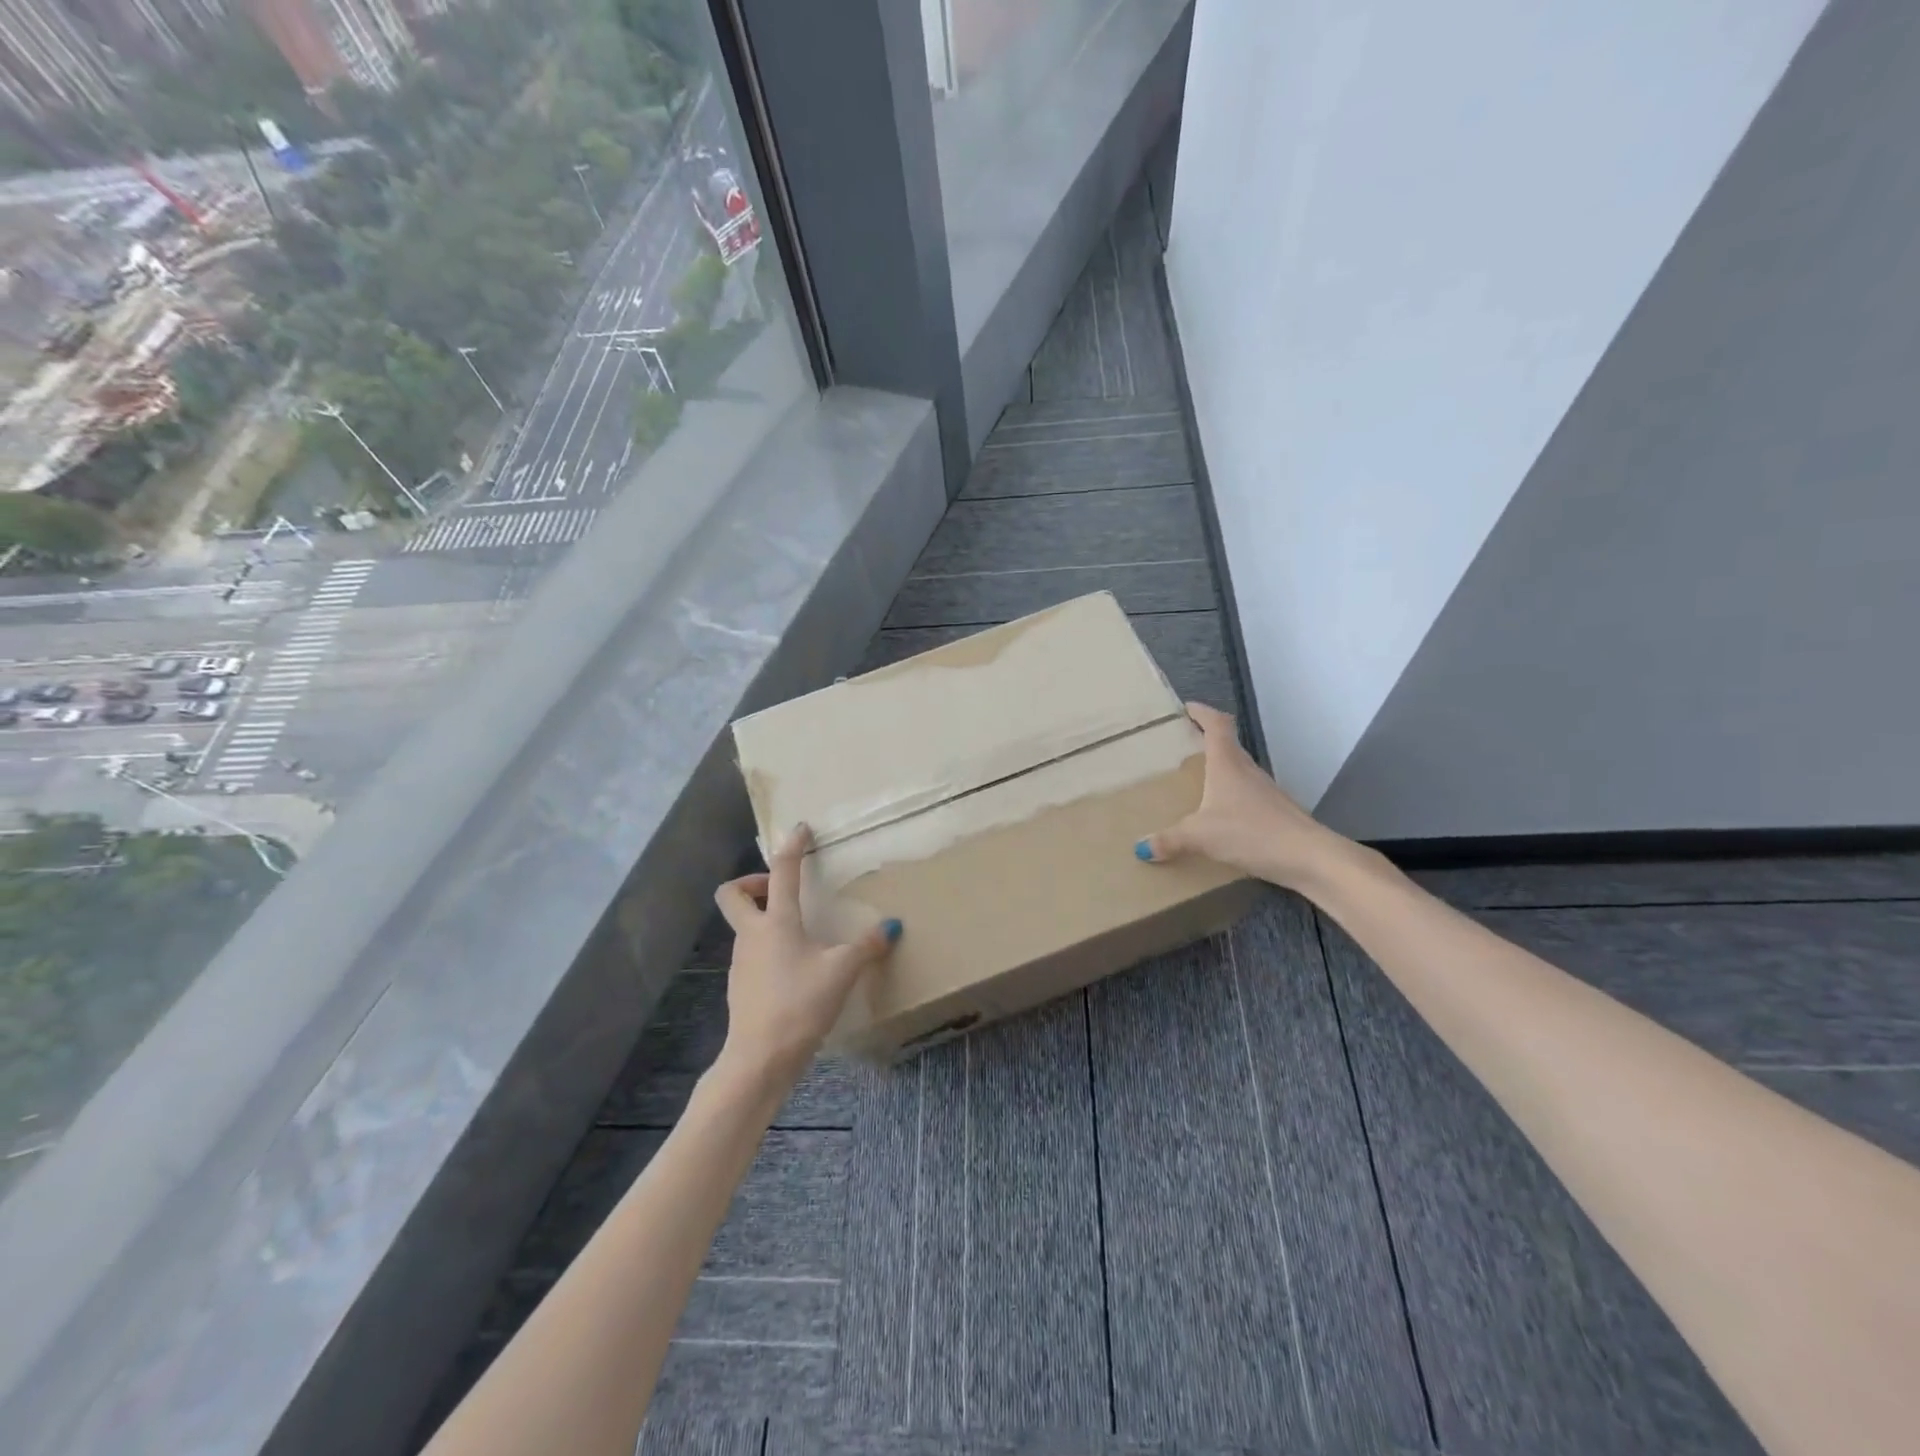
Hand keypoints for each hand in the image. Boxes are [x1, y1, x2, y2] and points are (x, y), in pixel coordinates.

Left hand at [713, 825, 900, 1087]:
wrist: (760, 1058)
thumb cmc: (800, 1004)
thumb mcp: (842, 972)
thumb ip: (867, 947)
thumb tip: (891, 927)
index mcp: (777, 922)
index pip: (781, 871)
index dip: (792, 846)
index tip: (801, 829)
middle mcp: (752, 934)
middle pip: (733, 894)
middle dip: (753, 882)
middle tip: (780, 889)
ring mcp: (741, 961)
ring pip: (742, 924)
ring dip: (763, 916)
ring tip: (799, 931)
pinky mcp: (741, 984)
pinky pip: (750, 951)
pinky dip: (767, 946)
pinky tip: (793, 965)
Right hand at [1137, 702, 1351, 892]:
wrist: (1308, 856)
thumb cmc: (1251, 832)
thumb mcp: (1200, 836)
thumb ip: (1170, 840)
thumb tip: (1141, 847)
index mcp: (1227, 764)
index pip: (1217, 725)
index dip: (1202, 713)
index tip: (1187, 708)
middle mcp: (1247, 771)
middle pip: (1227, 746)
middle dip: (1206, 742)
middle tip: (1182, 746)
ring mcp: (1265, 791)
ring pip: (1238, 771)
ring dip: (1219, 771)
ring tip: (1196, 782)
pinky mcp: (1275, 812)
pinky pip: (1246, 796)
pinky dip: (1230, 798)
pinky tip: (1219, 817)